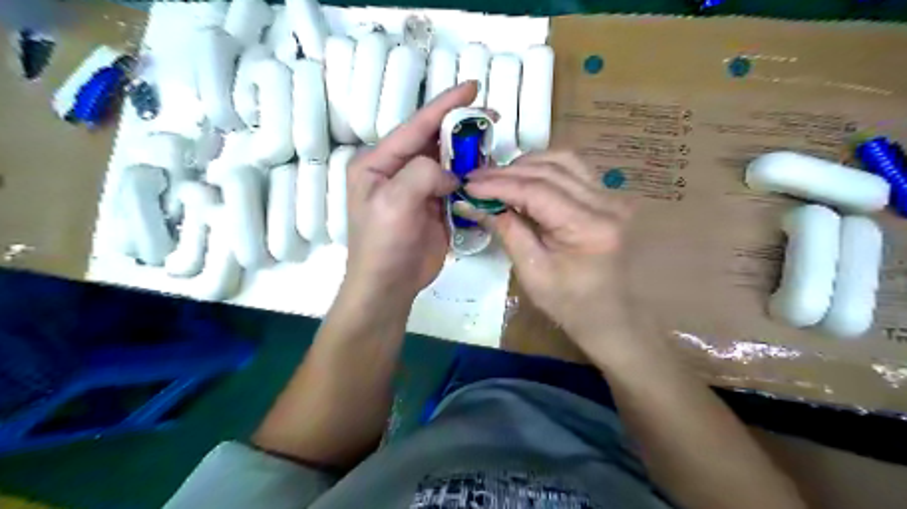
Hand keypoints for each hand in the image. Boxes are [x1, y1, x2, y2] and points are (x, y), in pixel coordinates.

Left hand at [341, 79, 481, 299]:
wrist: (390, 286)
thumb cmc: (383, 244)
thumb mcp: (394, 202)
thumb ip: (422, 174)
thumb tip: (451, 174)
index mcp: (378, 163)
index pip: (415, 126)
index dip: (444, 106)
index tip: (472, 87)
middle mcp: (397, 171)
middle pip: (433, 141)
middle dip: (461, 128)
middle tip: (492, 118)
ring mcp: (417, 189)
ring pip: (447, 162)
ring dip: (469, 154)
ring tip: (493, 146)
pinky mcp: (434, 207)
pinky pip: (456, 185)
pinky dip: (471, 178)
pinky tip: (487, 174)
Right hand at [464, 152, 632, 344]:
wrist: (608, 316)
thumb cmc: (568, 303)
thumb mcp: (531, 271)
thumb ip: (506, 230)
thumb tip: (473, 202)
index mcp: (589, 227)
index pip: (537, 191)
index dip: (499, 184)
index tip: (468, 185)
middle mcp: (606, 203)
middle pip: (549, 171)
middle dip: (507, 172)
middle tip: (475, 179)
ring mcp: (611, 197)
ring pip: (563, 161)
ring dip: (526, 165)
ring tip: (497, 177)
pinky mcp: (608, 197)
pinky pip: (573, 169)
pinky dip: (544, 167)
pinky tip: (524, 176)